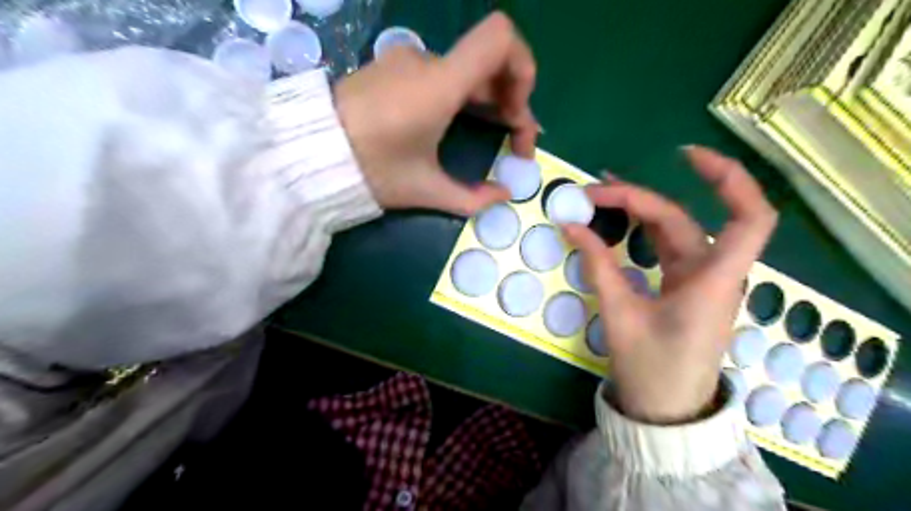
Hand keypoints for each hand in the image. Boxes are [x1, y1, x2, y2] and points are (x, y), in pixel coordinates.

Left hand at [334, 13, 535, 214]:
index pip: (500, 38)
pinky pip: (442, 74)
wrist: (308, 154)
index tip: (516, 114)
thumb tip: (502, 196)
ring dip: (488, 100)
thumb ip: (471, 198)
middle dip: (512, 100)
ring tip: (491, 135)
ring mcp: (407, 62)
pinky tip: (457, 123)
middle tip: (514, 142)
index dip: (523, 69)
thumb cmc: (370, 170)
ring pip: (466, 71)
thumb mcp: (424, 191)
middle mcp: (427, 62)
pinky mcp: (392, 70)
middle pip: (489, 63)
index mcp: (439, 84)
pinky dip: (462, 95)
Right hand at [567, 147, 777, 421]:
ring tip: (597, 197)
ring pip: (672, 230)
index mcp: (712, 280)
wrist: (665, 410)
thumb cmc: (651, 369)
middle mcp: (712, 273)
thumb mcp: (619, 315)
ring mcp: (698, 279)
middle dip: (637, 198)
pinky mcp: (684, 287)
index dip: (728, 179)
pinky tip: (616, 222)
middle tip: (590, 193)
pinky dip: (640, 230)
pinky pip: (665, 247)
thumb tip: (571, 226)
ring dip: (638, 210)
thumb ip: (598, 265)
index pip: (749, 217)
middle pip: (682, 218)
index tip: (685, 156)